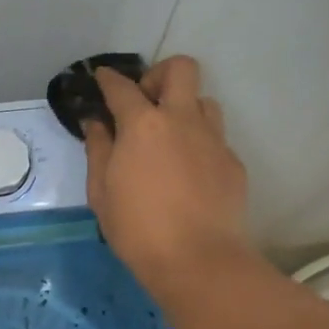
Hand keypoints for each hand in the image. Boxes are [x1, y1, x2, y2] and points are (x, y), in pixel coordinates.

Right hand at [83, 56, 251, 294]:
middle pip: (181, 69)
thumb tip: (96, 124)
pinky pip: (215, 139)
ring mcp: (213, 139)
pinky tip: (187, 175)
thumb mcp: (101, 192)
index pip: (122, 87)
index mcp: (143, 125)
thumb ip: (98, 150)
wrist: (198, 260)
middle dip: (160, 74)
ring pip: (204, 102)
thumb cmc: (137, 228)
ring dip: (185, 109)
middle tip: (146, 102)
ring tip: (169, 139)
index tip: (102, 78)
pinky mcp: (232, 163)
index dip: (109, 79)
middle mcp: (182, 120)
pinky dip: (198, 145)